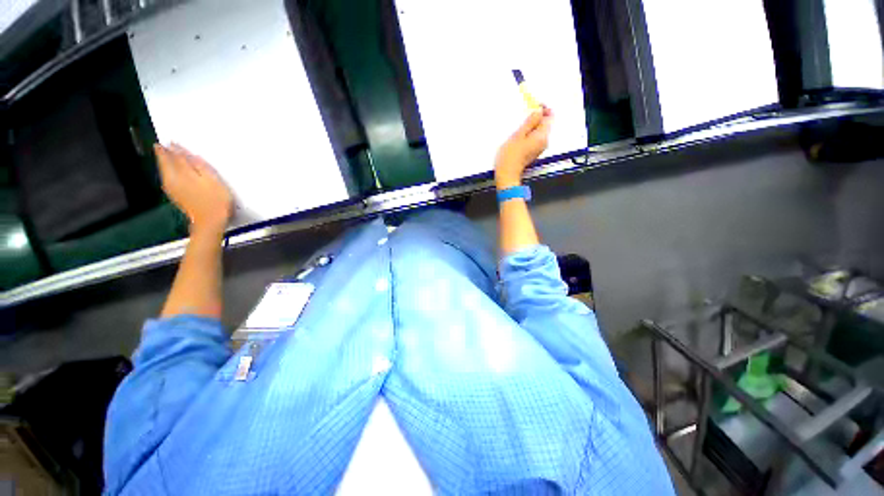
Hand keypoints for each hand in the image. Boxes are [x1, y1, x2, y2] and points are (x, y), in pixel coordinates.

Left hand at [155, 143, 232, 236]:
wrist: (211, 222)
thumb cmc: (216, 200)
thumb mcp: (212, 180)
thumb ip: (198, 165)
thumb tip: (185, 152)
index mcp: (181, 173)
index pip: (174, 156)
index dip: (174, 148)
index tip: (171, 140)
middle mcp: (172, 179)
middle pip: (165, 163)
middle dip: (164, 153)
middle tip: (162, 144)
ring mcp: (172, 188)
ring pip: (165, 170)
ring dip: (165, 162)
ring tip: (165, 154)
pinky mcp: (176, 195)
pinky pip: (168, 178)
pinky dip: (169, 172)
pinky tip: (172, 171)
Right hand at [494, 107, 552, 188]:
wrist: (506, 173)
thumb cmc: (510, 155)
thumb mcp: (518, 135)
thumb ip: (530, 122)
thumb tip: (538, 111)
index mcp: (542, 136)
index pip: (549, 116)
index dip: (542, 109)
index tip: (532, 105)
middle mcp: (544, 141)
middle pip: (544, 123)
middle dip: (535, 117)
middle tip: (523, 114)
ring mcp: (538, 147)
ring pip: (538, 130)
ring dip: (530, 125)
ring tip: (518, 126)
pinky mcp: (532, 151)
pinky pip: (534, 137)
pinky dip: (528, 133)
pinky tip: (518, 135)